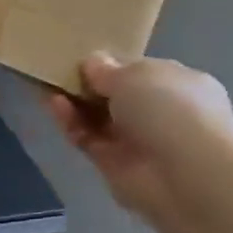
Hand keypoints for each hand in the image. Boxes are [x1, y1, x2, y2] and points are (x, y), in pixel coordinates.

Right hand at [46, 54, 232, 228]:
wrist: (184, 175)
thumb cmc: (170, 110)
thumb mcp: (135, 74)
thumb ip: (107, 69)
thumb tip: (91, 63)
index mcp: (180, 85)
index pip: (139, 71)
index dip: (111, 64)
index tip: (83, 58)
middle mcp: (160, 112)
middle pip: (115, 95)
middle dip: (88, 84)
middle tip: (59, 70)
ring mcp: (136, 140)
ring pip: (97, 117)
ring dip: (74, 102)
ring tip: (47, 84)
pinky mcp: (113, 163)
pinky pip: (87, 137)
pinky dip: (70, 121)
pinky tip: (53, 104)